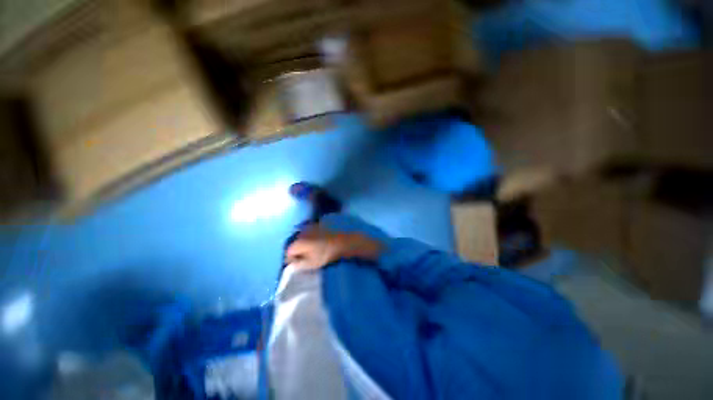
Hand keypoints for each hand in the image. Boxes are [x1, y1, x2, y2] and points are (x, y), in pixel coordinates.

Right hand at [285, 225, 382, 270]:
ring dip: (304, 243)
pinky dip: (311, 237)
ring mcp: (311, 227)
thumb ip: (298, 264)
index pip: (288, 252)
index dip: (290, 260)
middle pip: (294, 243)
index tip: (296, 264)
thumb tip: (291, 265)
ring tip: (311, 250)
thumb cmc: (327, 254)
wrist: (343, 241)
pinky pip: (310, 231)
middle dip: (296, 250)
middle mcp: (302, 232)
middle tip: (303, 258)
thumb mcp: (312, 263)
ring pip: (302, 236)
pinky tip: (318, 242)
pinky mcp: (319, 224)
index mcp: (299, 242)